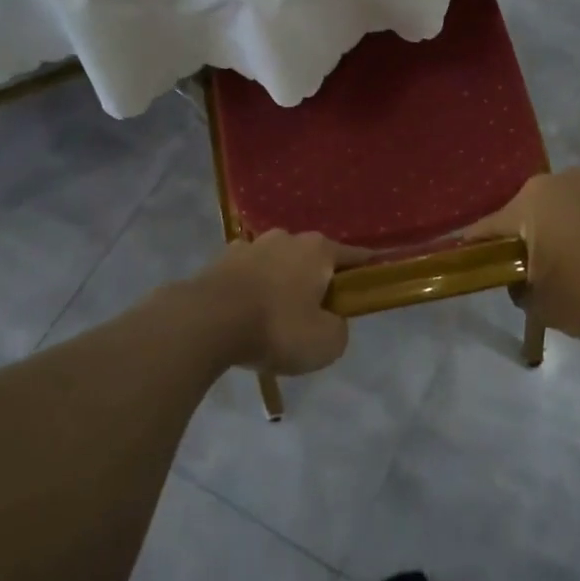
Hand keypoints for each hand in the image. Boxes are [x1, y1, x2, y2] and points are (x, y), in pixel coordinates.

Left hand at [195, 232, 366, 375]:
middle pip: (312, 258)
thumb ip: (338, 328)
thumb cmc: (277, 328)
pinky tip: (246, 311)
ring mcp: (250, 245)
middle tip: (316, 311)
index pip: (354, 256)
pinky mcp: (220, 259)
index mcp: (319, 250)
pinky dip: (252, 288)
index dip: (366, 269)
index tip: (373, 278)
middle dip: (317, 279)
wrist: (207, 322)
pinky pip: (247, 274)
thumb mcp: (326, 342)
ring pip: (277, 263)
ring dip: (281, 281)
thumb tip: (330, 320)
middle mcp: (287, 238)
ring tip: (276, 314)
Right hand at [467, 168, 579, 339]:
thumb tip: (521, 282)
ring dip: (575, 222)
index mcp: (531, 203)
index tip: (476, 258)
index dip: (480, 246)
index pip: (491, 226)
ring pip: (576, 201)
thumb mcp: (543, 307)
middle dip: (536, 234)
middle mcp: (563, 178)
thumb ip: (521, 290)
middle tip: (548, 267)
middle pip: (536, 209)